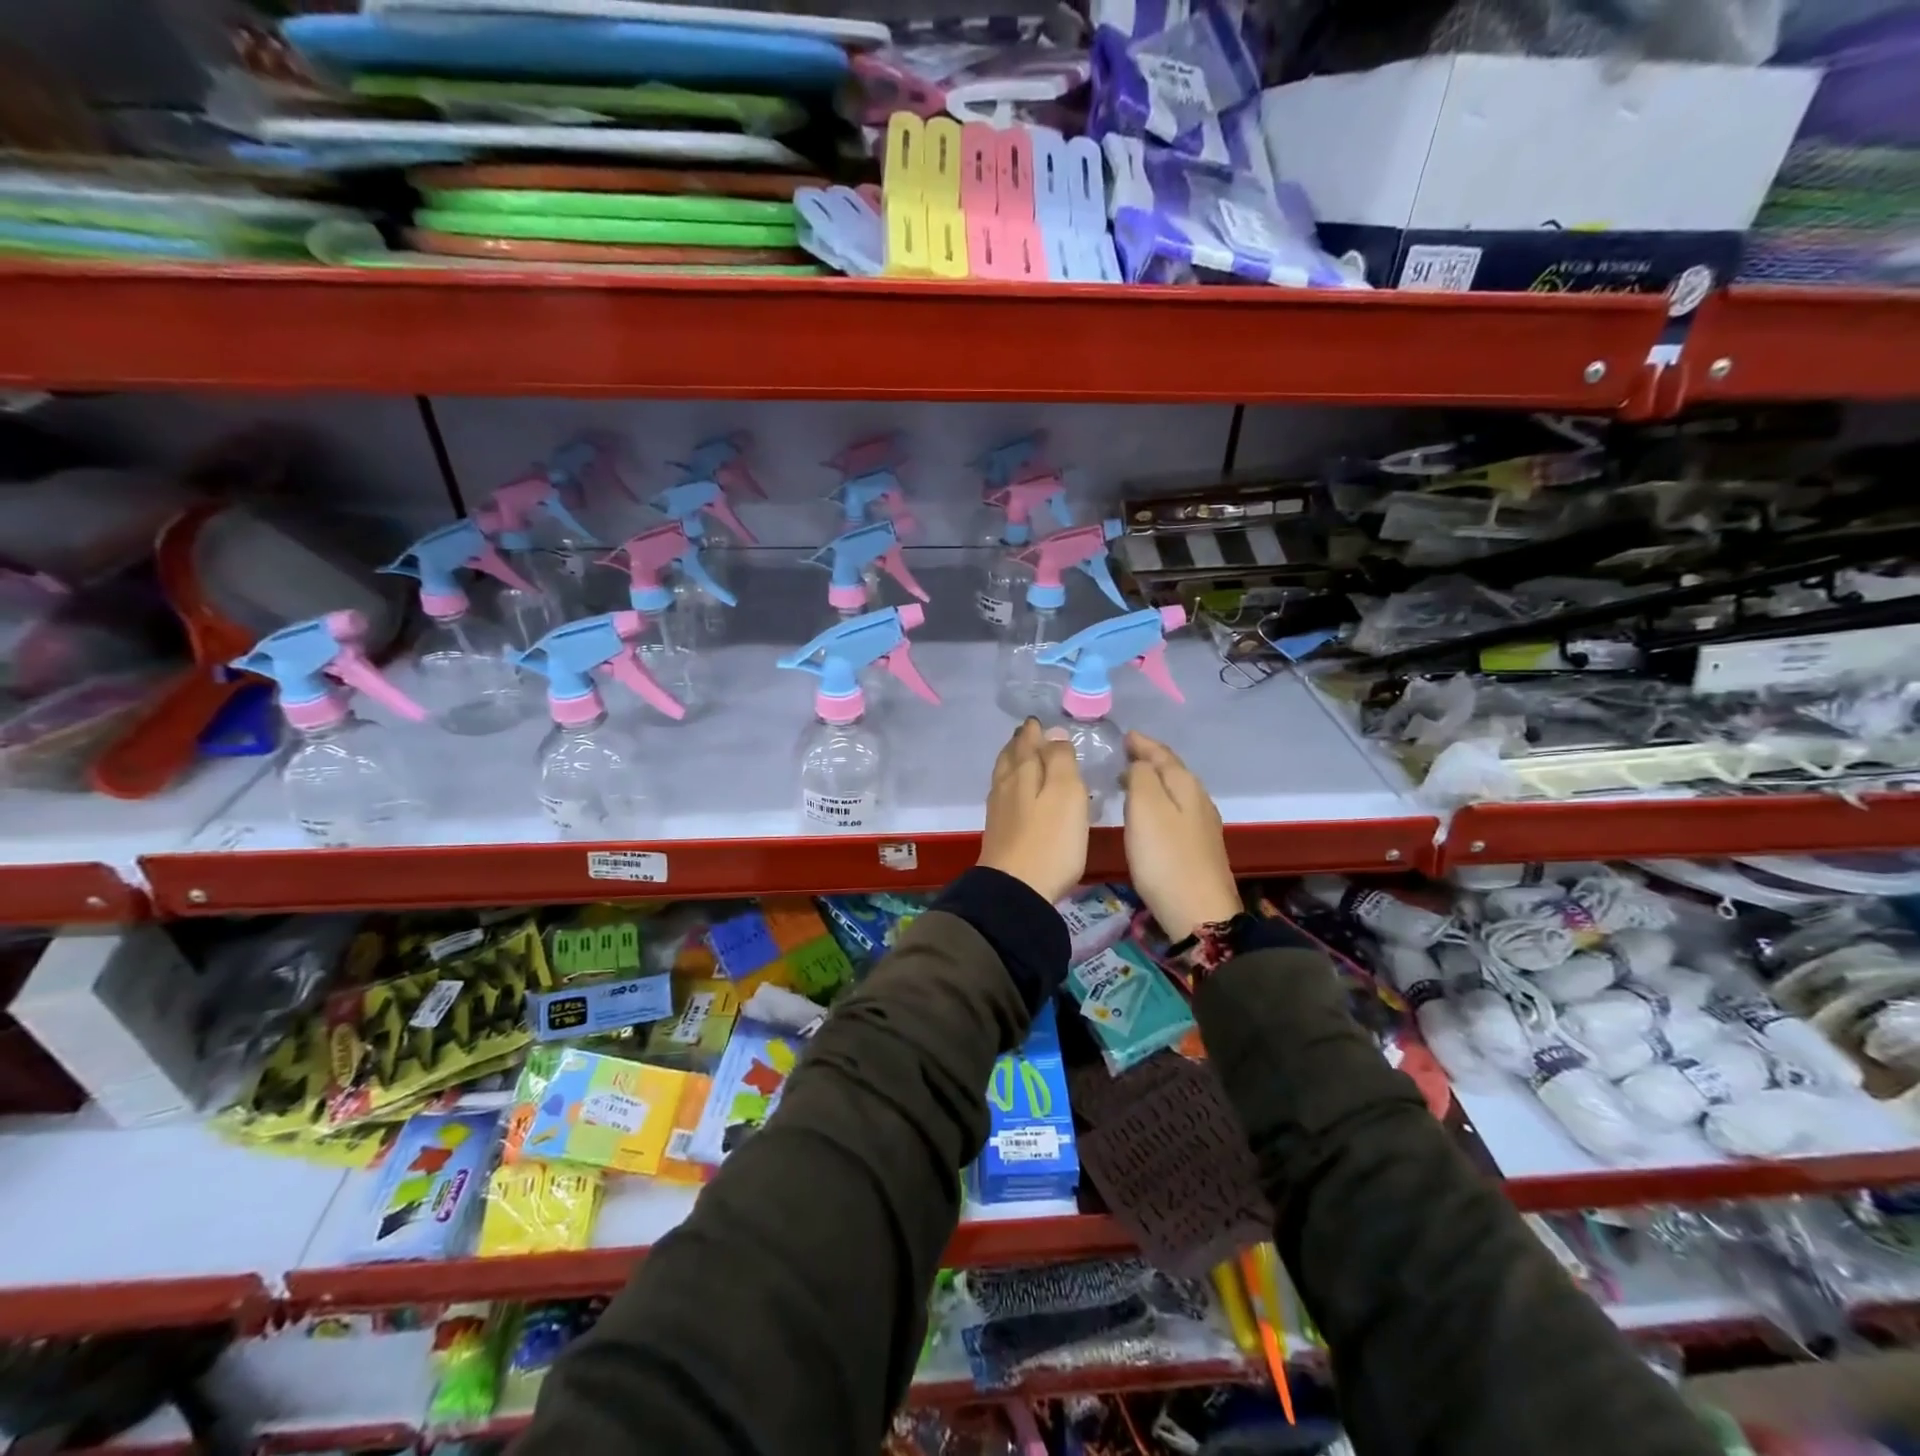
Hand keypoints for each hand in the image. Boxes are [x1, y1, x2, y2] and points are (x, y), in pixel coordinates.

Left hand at [978, 718, 1088, 903]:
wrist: (1016, 890)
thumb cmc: (1050, 840)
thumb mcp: (1066, 793)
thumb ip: (1060, 760)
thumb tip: (1052, 733)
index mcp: (1022, 772)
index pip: (1026, 741)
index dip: (1034, 730)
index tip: (1039, 722)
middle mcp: (1005, 785)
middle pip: (1010, 757)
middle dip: (1020, 743)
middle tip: (1029, 734)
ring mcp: (998, 810)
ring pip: (1004, 775)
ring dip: (1013, 762)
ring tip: (1023, 757)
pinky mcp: (998, 833)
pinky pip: (1004, 796)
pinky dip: (1012, 785)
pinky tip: (1018, 794)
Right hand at [1122, 731, 1239, 939]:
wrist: (1199, 913)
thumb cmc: (1165, 857)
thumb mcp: (1145, 808)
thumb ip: (1141, 776)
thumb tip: (1140, 763)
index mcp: (1185, 785)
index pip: (1162, 753)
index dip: (1142, 743)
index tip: (1124, 735)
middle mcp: (1198, 799)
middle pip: (1172, 770)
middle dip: (1149, 759)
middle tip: (1125, 754)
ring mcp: (1202, 825)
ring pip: (1175, 791)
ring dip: (1154, 781)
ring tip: (1132, 780)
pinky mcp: (1199, 847)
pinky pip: (1176, 810)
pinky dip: (1160, 802)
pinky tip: (1150, 813)